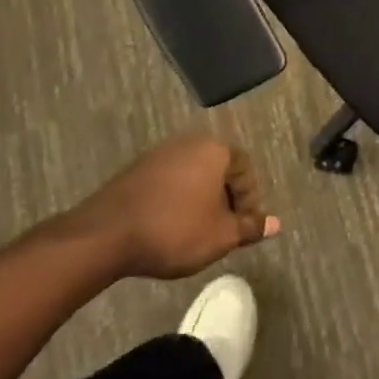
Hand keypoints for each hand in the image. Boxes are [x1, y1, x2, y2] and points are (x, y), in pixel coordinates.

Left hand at [68, 134, 278, 279]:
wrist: (104, 236)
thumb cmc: (175, 231)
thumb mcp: (221, 236)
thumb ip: (250, 227)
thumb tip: (275, 223)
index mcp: (215, 150)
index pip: (245, 170)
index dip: (249, 200)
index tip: (243, 228)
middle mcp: (188, 143)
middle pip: (218, 170)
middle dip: (224, 199)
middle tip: (223, 229)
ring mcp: (158, 154)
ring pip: (192, 176)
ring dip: (199, 200)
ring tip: (196, 231)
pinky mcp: (134, 170)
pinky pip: (167, 183)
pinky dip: (175, 201)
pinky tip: (168, 226)